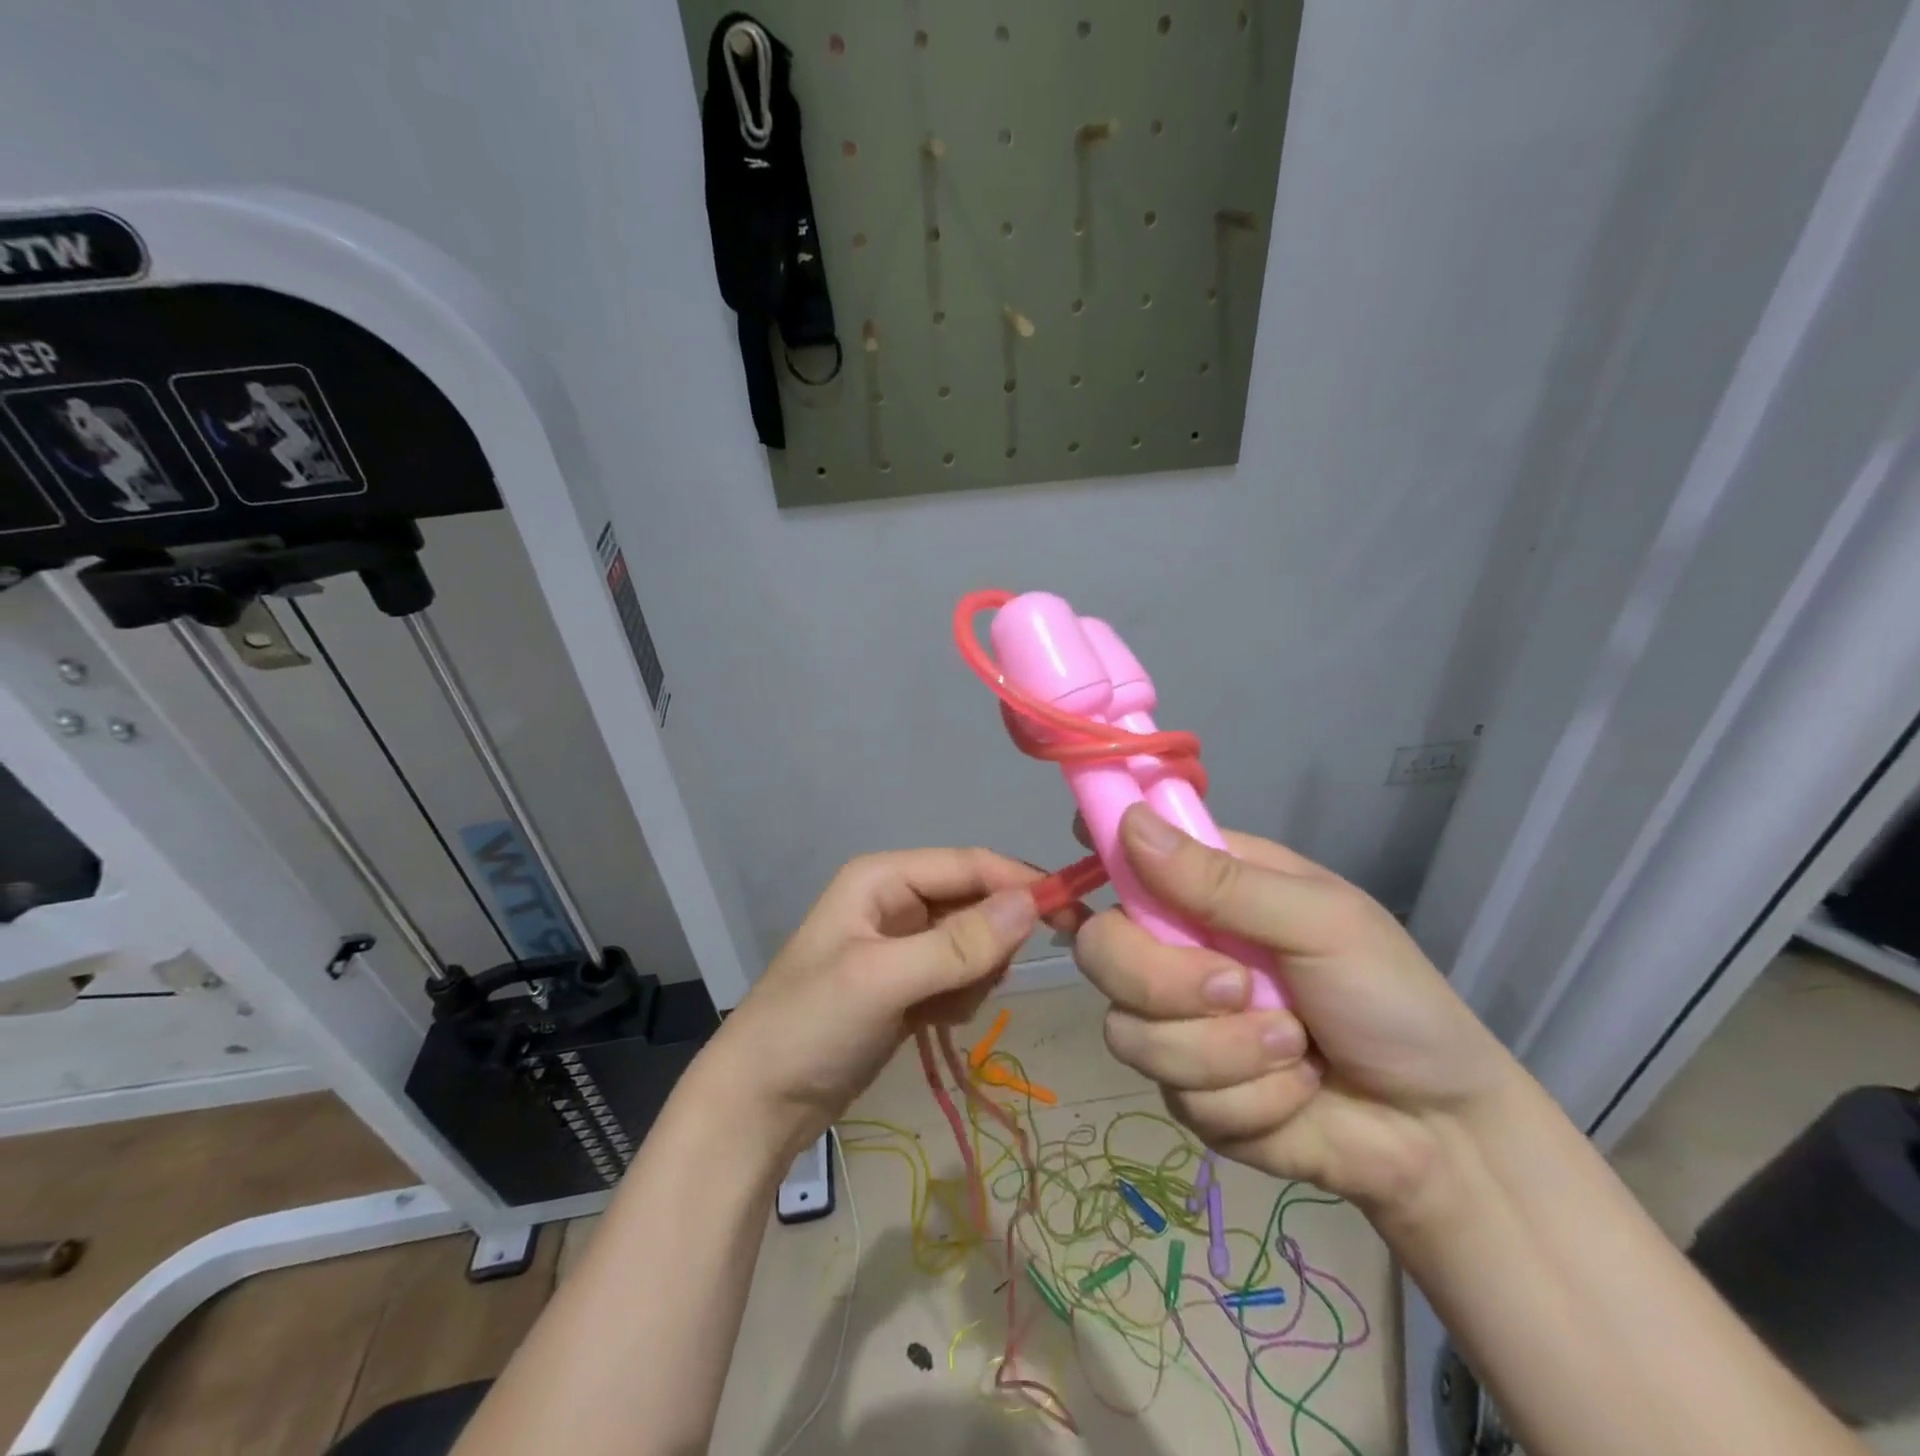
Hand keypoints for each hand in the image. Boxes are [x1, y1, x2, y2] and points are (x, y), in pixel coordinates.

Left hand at [701, 849, 1077, 1158]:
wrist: (759, 1104)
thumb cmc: (810, 1027)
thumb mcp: (882, 980)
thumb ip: (958, 944)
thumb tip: (1031, 904)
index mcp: (884, 877)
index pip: (970, 864)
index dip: (1021, 883)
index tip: (1072, 915)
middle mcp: (896, 899)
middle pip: (976, 903)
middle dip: (989, 943)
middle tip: (976, 985)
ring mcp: (904, 943)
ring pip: (976, 943)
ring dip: (973, 977)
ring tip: (938, 1008)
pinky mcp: (910, 982)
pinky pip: (962, 975)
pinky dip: (960, 998)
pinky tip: (930, 1022)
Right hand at [1073, 805, 1516, 1213]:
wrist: (1439, 1133)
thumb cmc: (1391, 999)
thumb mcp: (1321, 923)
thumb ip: (1222, 882)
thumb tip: (1130, 822)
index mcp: (1207, 890)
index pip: (1125, 856)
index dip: (1099, 851)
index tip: (1080, 851)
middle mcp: (1177, 948)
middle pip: (1101, 952)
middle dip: (1164, 982)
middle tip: (1236, 988)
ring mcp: (1176, 1023)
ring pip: (1131, 1034)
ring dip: (1225, 1051)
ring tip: (1295, 1048)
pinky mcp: (1189, 1094)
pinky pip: (1179, 1097)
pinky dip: (1250, 1100)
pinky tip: (1295, 1093)